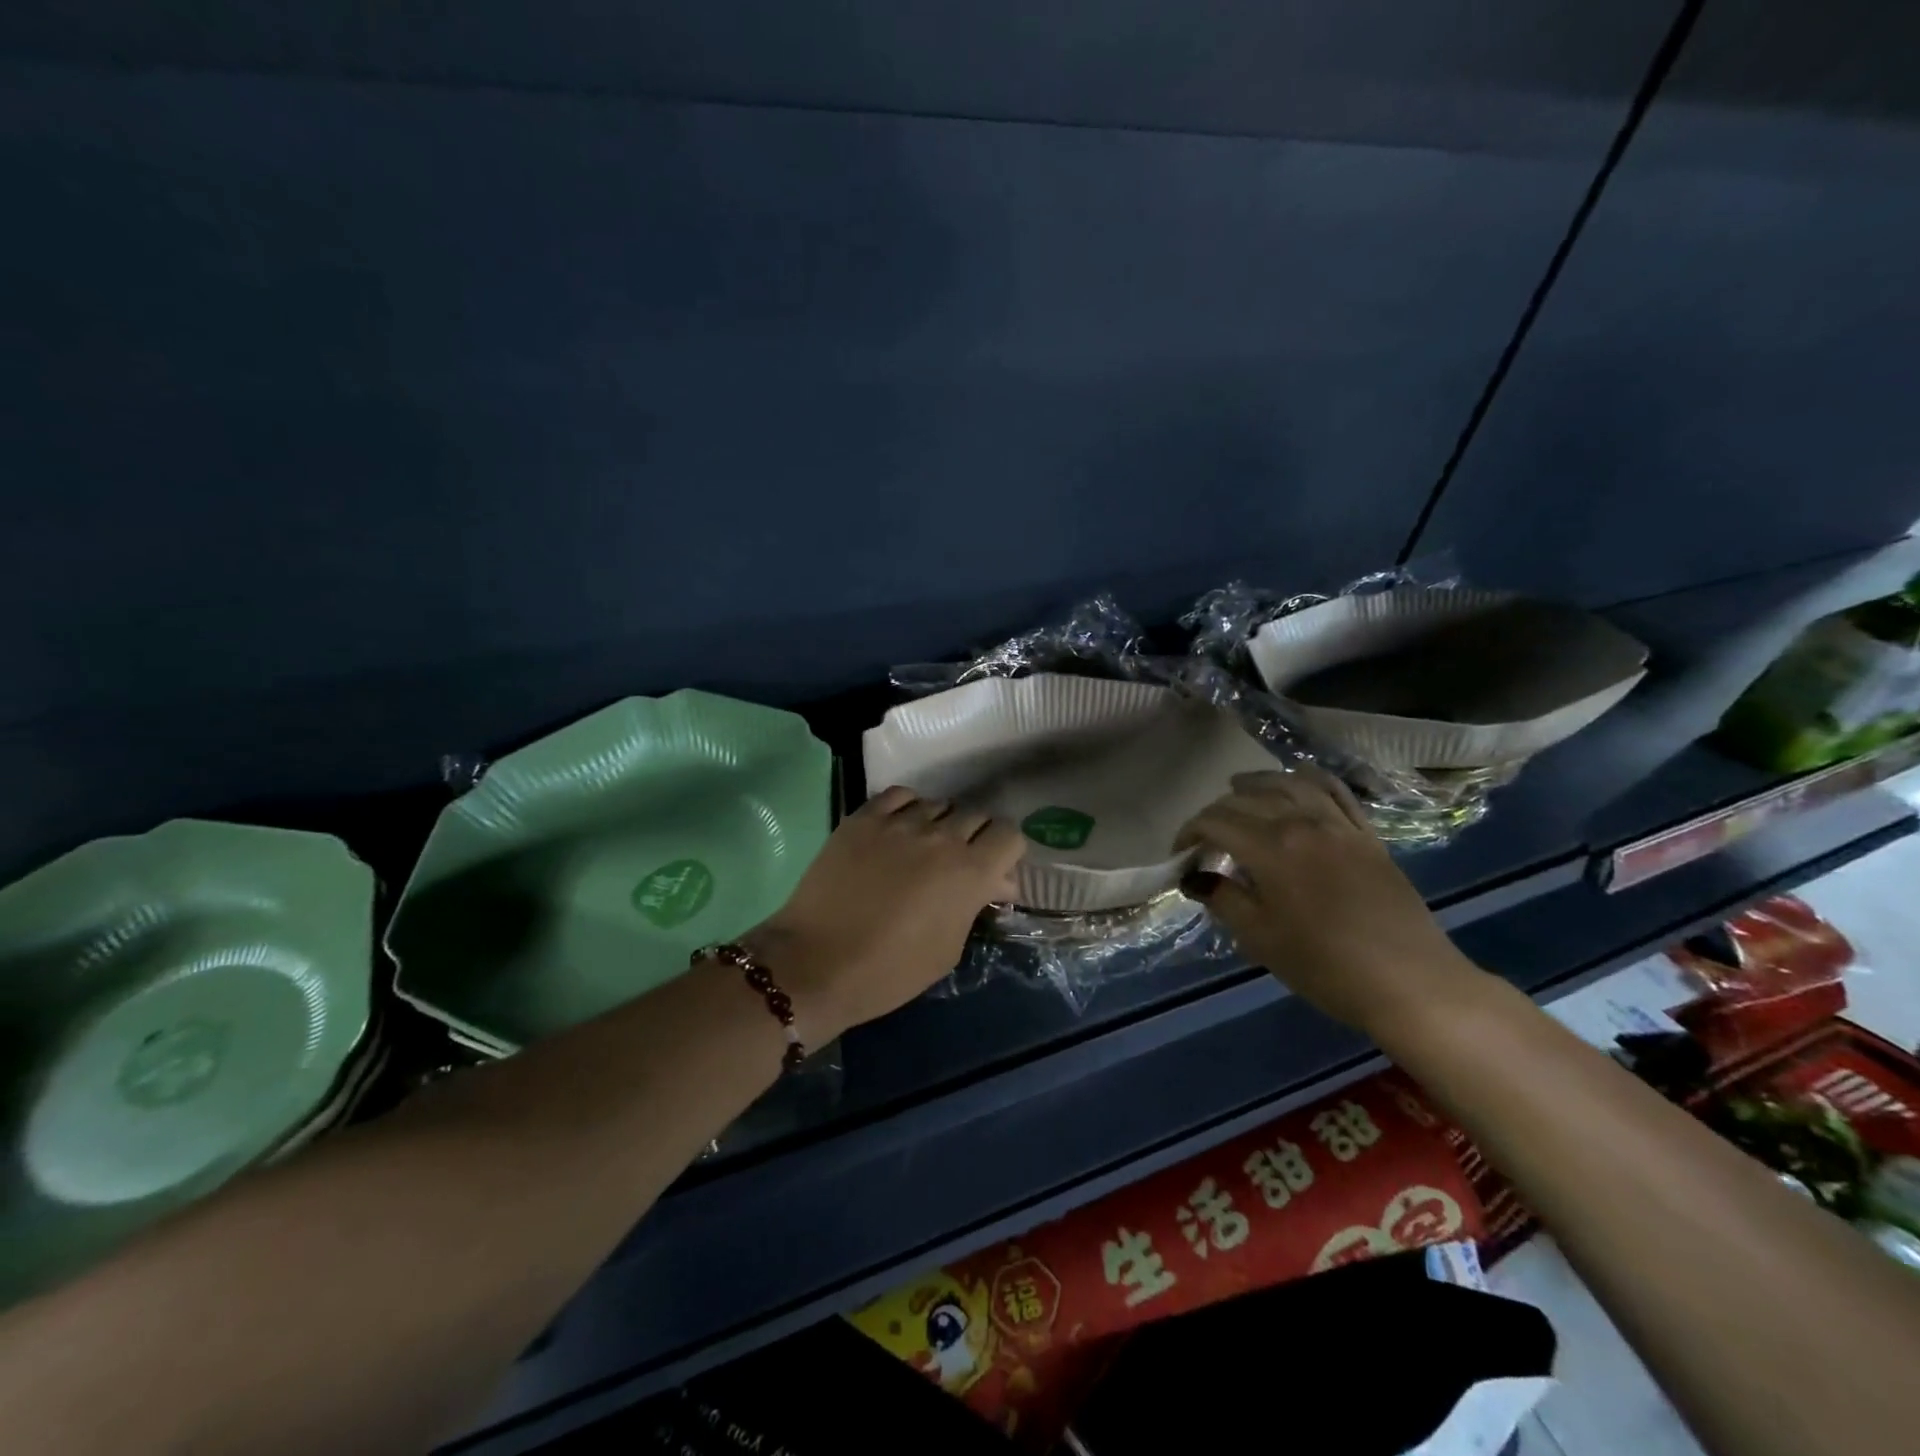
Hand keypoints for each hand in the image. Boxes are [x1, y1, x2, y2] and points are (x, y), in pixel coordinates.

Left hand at [740, 787, 1026, 1042]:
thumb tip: (992, 881)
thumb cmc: (890, 971)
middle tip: (957, 866)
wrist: (816, 963)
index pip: (1009, 834)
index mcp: (970, 872)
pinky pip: (900, 796)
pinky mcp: (863, 818)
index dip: (1005, 852)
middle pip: (976, 816)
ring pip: (938, 804)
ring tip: (923, 848)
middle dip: (975, 839)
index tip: (993, 872)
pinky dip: (908, 808)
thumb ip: (975, 904)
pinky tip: (899, 829)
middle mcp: (941, 837)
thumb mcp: (949, 948)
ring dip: (941, 824)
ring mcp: (899, 823)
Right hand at [1175, 768, 1481, 1036]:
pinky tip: (1297, 779)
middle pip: (1247, 801)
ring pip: (1289, 786)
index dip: (1189, 834)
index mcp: (1270, 848)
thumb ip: (1223, 899)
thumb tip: (1194, 877)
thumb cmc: (1324, 966)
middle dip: (1216, 813)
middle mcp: (1302, 823)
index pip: (1215, 822)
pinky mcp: (1367, 835)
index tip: (1179, 856)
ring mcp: (1339, 825)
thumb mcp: (1260, 938)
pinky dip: (1309, 779)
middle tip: (1204, 838)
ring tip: (1238, 787)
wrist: (1410, 983)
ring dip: (1257, 783)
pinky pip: (1335, 792)